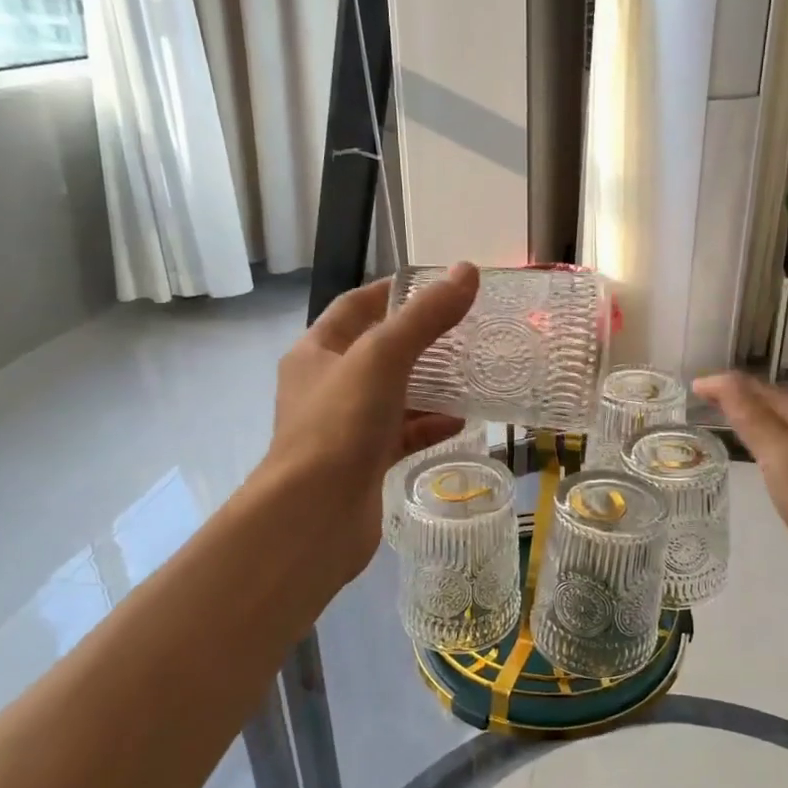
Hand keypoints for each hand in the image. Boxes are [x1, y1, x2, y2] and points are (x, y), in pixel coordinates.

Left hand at [264, 264, 480, 581]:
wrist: (313, 516)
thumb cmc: (340, 424)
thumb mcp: (383, 356)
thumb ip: (426, 316)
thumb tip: (468, 272)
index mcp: (317, 352)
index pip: (356, 306)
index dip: (394, 291)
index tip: (439, 285)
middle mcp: (326, 386)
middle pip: (378, 351)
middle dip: (421, 340)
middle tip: (467, 330)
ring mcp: (345, 427)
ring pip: (393, 395)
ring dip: (430, 385)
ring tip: (473, 373)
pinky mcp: (364, 462)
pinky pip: (402, 434)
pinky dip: (429, 425)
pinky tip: (462, 421)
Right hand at [693, 372, 787, 605]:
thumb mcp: (786, 465)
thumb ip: (754, 421)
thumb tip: (723, 379)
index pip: (759, 389)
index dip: (725, 385)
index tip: (693, 388)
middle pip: (781, 401)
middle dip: (744, 397)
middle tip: (710, 404)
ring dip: (767, 417)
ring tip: (740, 425)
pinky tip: (787, 459)